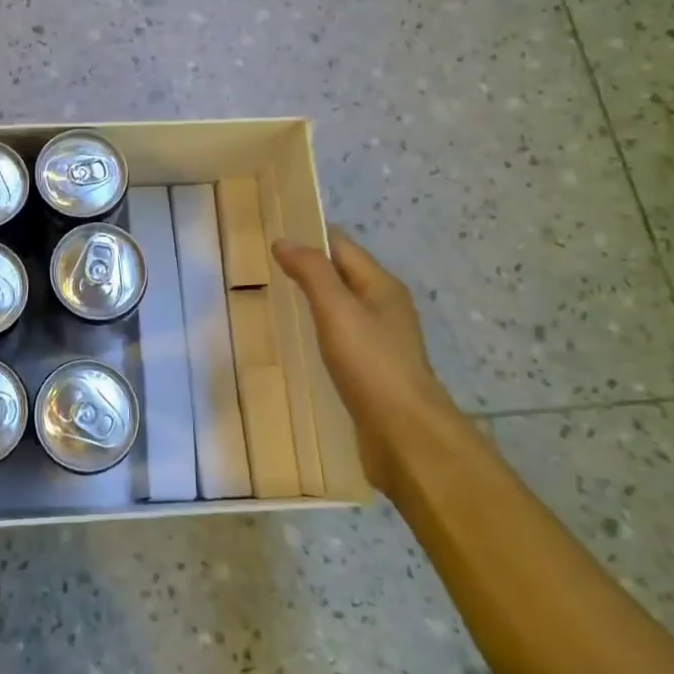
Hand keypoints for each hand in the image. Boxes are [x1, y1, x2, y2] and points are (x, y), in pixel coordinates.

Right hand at [273, 228, 452, 499]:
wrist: (406, 436)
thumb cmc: (371, 364)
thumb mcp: (336, 309)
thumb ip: (311, 272)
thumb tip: (284, 241)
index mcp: (381, 286)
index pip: (342, 246)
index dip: (310, 237)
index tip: (273, 237)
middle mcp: (385, 308)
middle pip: (343, 275)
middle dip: (310, 269)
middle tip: (267, 270)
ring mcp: (382, 342)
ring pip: (343, 309)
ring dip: (315, 302)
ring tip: (278, 302)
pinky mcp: (374, 372)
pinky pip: (343, 340)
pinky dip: (321, 333)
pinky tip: (302, 345)